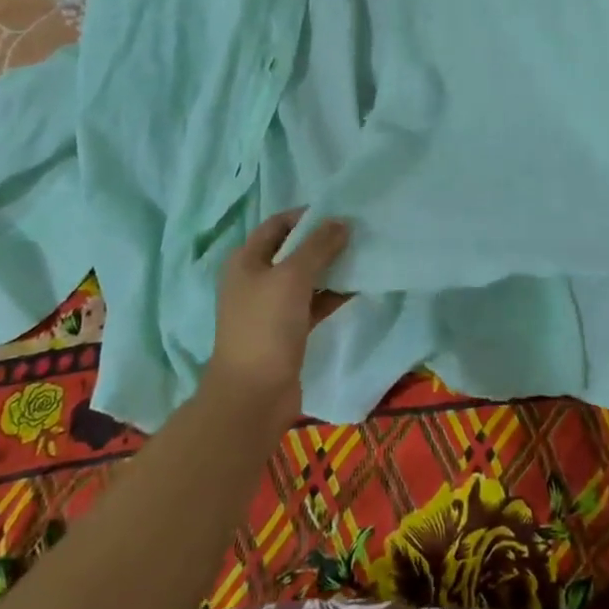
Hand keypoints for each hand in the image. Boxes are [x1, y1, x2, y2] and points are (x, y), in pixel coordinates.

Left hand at [206, 208, 348, 421]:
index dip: (306, 216)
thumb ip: (318, 246)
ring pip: (305, 278)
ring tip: (362, 256)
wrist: (253, 396)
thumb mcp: (292, 278)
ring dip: (330, 268)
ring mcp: (270, 308)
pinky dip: (332, 295)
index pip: (277, 224)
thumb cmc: (266, 327)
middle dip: (322, 241)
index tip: (339, 212)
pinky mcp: (287, 331)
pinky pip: (313, 304)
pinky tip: (357, 289)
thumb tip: (341, 222)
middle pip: (292, 250)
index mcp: (246, 261)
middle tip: (357, 233)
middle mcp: (255, 280)